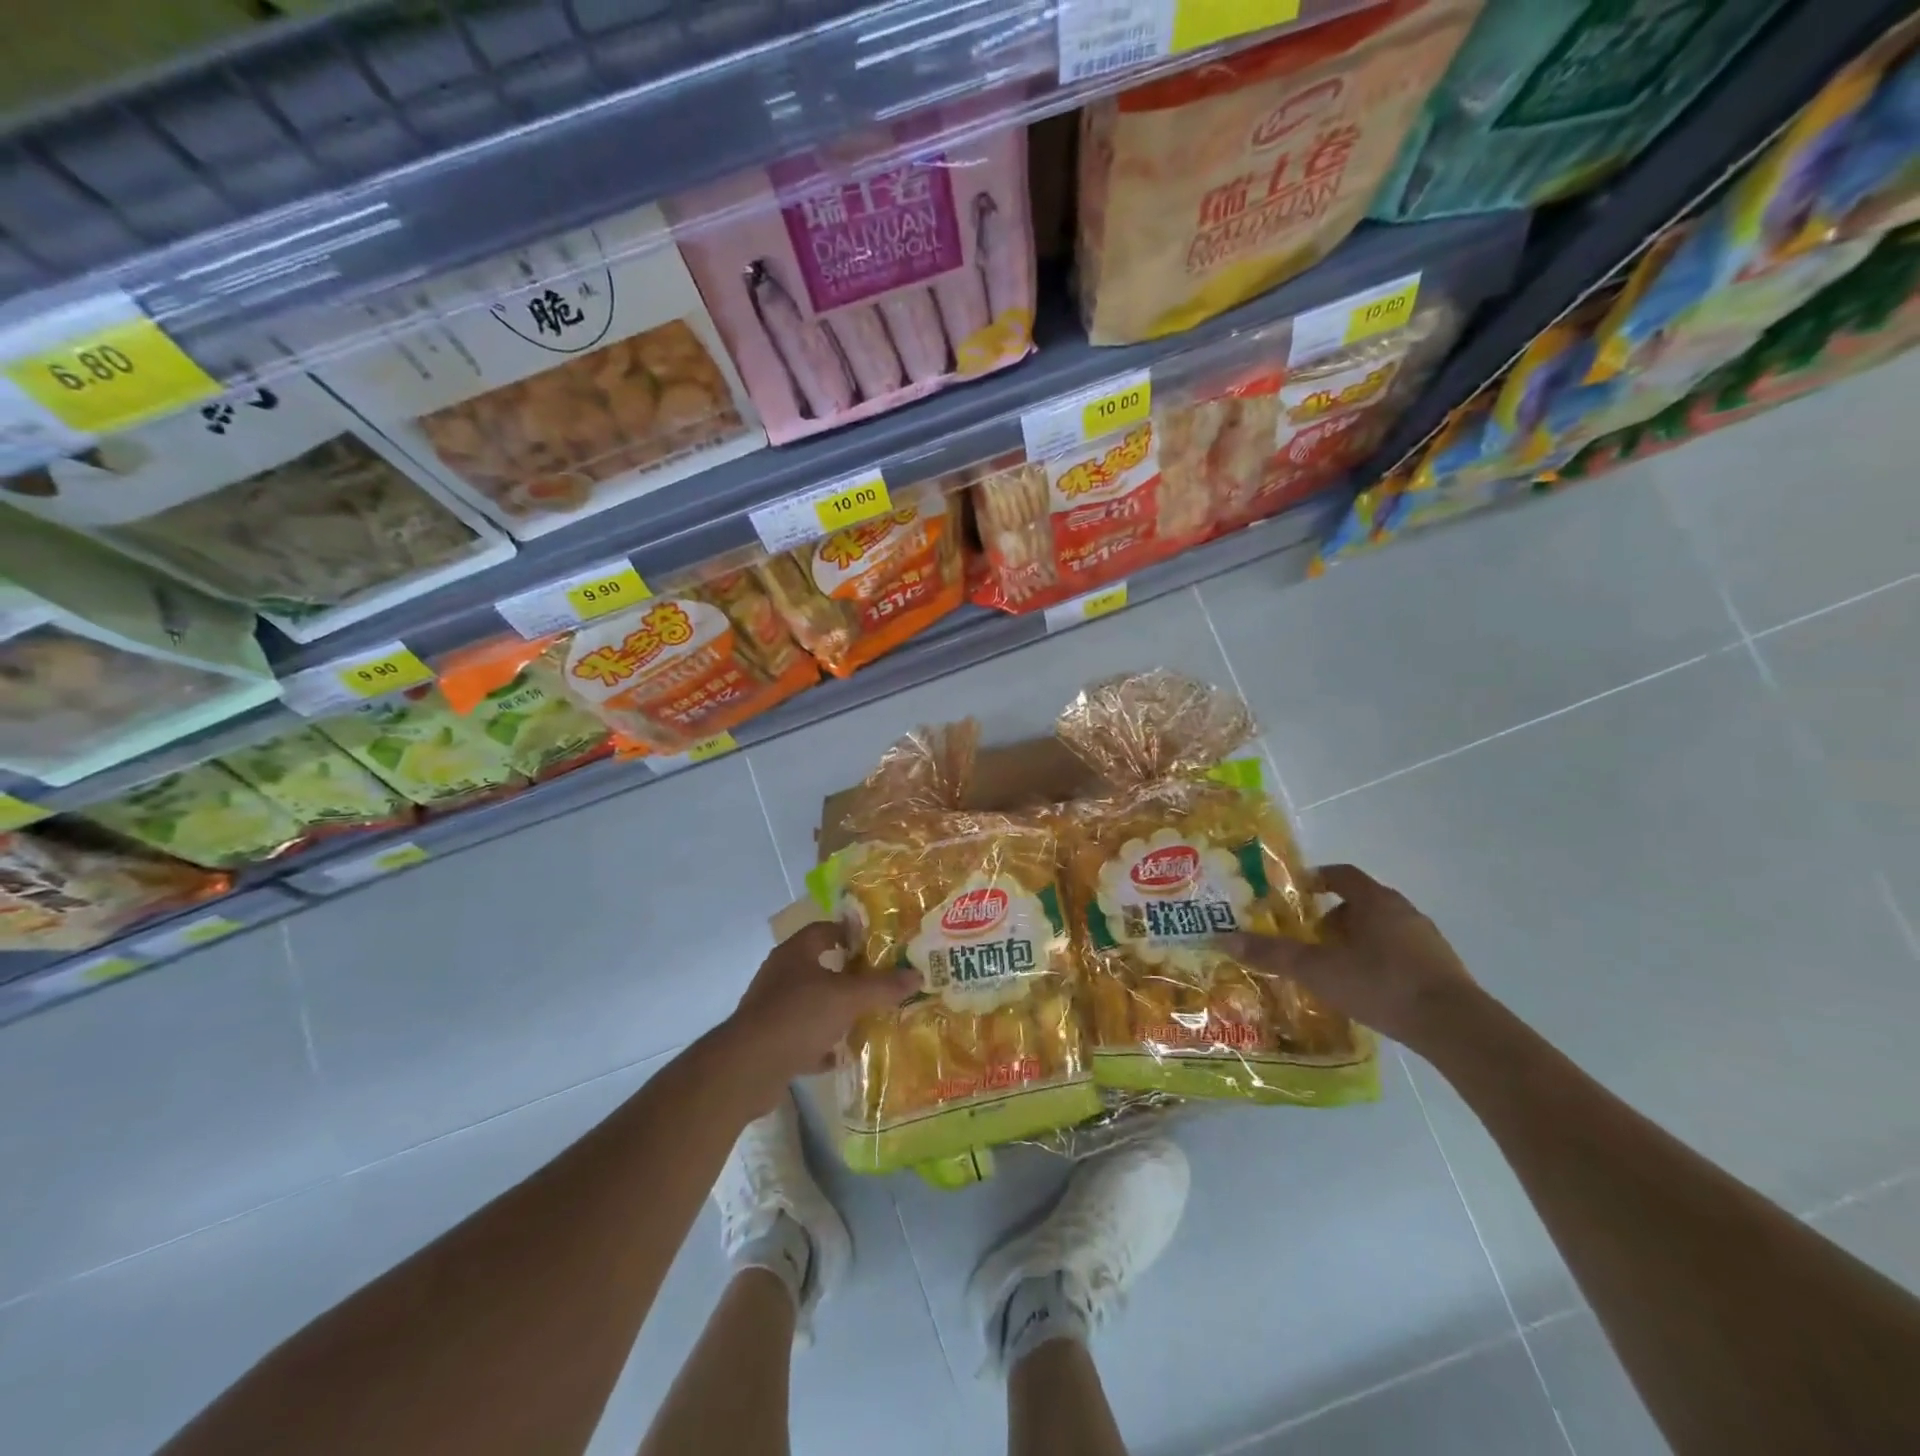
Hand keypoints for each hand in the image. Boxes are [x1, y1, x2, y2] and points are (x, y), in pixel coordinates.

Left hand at [720, 921, 919, 1096]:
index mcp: (795, 953)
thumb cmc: (798, 1016)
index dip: (850, 933)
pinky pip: (802, 1037)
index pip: (824, 930)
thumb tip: (917, 975)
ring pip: (811, 1004)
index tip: (877, 944)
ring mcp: (771, 1009)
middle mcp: (781, 976)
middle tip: (879, 982)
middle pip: (819, 967)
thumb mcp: (848, 998)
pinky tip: (842, 1055)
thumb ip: (882, 986)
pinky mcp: (769, 1042)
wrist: (747, 1068)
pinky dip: (821, 1045)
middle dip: (847, 975)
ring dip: (835, 1011)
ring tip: (866, 1017)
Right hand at [1217, 864, 1484, 1052]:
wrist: (1455, 1027)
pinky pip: (1400, 954)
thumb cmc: (1381, 984)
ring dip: (1356, 941)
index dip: (1316, 879)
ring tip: (1333, 968)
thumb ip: (1272, 954)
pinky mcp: (1441, 968)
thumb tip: (1222, 938)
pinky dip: (1378, 962)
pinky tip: (1366, 989)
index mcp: (1375, 900)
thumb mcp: (1317, 970)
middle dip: (1331, 918)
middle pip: (1360, 903)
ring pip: (1381, 930)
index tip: (1296, 895)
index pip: (1341, 875)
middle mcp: (1403, 911)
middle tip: (1308, 939)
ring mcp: (1427, 940)